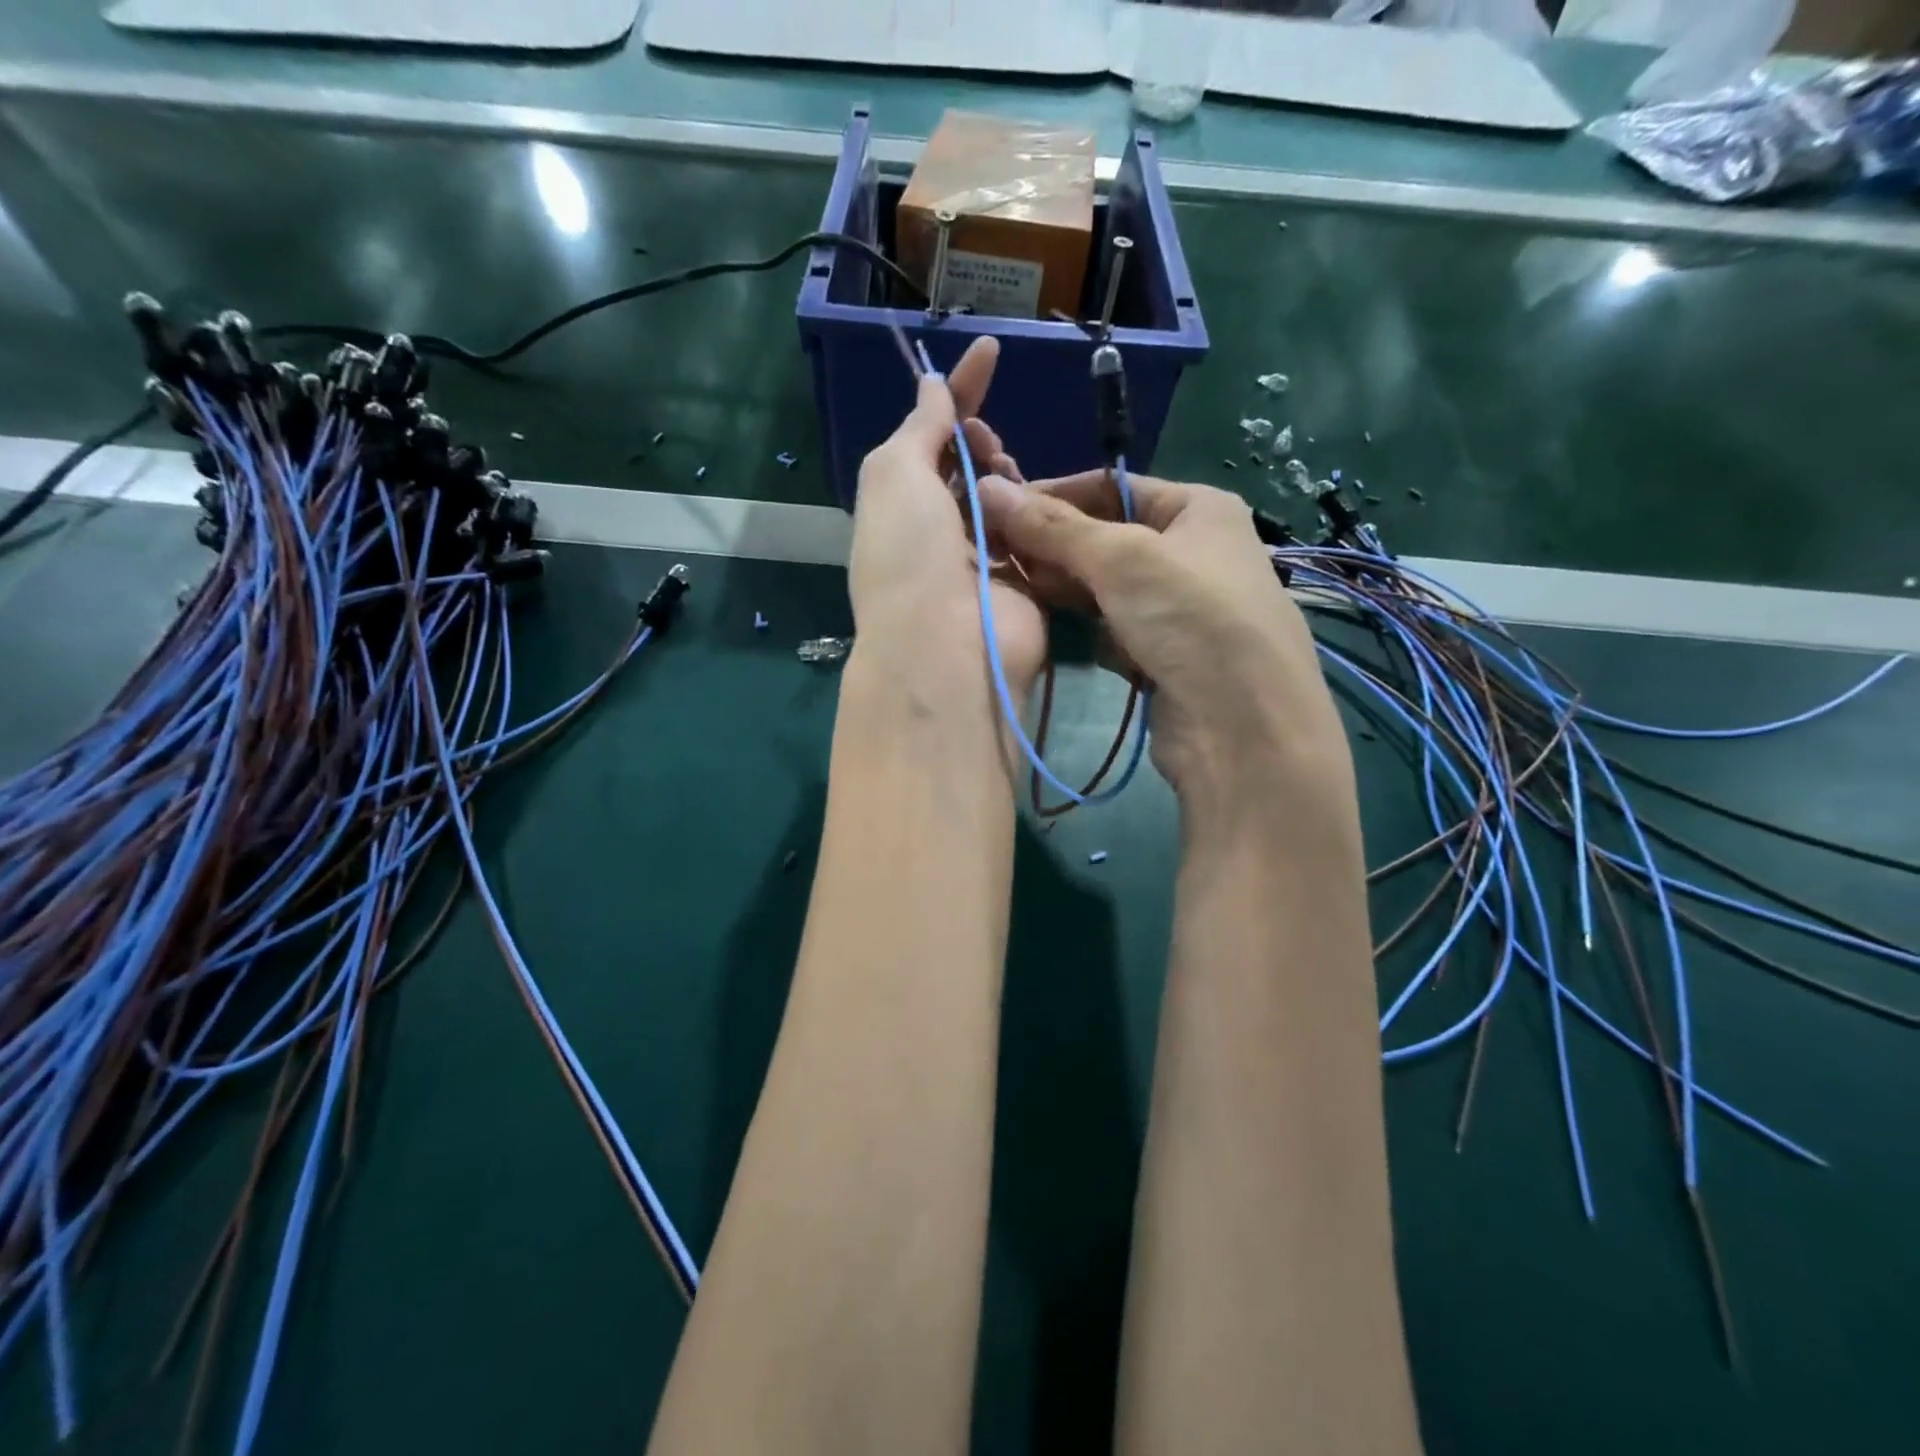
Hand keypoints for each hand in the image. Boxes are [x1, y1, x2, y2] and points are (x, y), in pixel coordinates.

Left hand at [849, 337, 1046, 698]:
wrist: (948, 649)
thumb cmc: (911, 556)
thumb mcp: (896, 475)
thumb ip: (919, 426)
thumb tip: (932, 388)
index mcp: (897, 509)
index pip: (927, 438)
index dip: (956, 394)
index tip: (990, 351)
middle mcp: (935, 535)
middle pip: (967, 468)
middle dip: (980, 441)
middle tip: (988, 445)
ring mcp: (980, 562)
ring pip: (1005, 498)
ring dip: (1009, 477)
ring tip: (1009, 481)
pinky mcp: (1024, 586)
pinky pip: (1036, 535)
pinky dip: (1040, 516)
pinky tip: (1043, 510)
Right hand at [975, 470, 1352, 823]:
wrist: (1242, 727)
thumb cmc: (1190, 617)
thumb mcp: (1121, 558)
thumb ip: (1053, 526)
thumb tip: (987, 487)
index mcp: (1196, 508)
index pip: (1110, 488)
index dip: (1051, 495)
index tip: (994, 508)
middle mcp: (1189, 552)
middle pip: (1103, 538)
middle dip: (1050, 545)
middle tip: (992, 553)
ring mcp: (1175, 608)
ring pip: (1102, 587)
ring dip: (1059, 586)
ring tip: (1006, 585)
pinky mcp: (1160, 655)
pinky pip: (1108, 627)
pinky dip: (1078, 625)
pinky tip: (1041, 622)